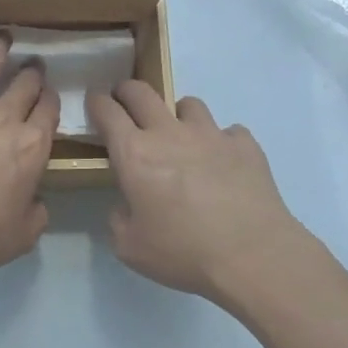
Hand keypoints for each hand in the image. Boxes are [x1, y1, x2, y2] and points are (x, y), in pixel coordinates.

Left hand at [0, 20, 59, 292]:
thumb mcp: (22, 236)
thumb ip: (37, 213)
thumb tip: (36, 201)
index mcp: (32, 147)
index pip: (49, 111)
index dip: (50, 101)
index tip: (48, 98)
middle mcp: (4, 117)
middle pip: (26, 83)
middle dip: (32, 72)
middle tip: (32, 67)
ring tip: (2, 36)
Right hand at [87, 81, 312, 304]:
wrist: (252, 256)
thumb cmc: (182, 252)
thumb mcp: (129, 247)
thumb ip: (119, 218)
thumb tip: (127, 205)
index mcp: (134, 154)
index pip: (107, 111)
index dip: (97, 103)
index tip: (95, 104)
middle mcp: (169, 133)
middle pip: (142, 92)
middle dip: (127, 92)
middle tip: (125, 105)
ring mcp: (211, 134)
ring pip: (188, 104)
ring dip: (176, 115)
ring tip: (180, 137)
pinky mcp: (245, 145)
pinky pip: (227, 131)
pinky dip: (219, 141)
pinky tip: (222, 163)